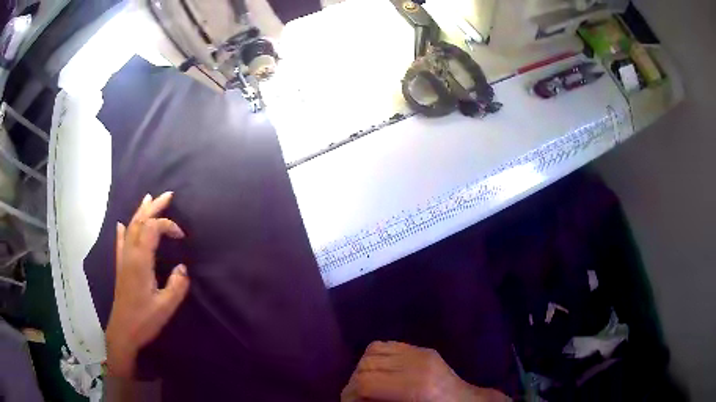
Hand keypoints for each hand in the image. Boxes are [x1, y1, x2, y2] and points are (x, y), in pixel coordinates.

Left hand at [106, 192, 189, 377]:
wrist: (123, 331)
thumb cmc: (144, 320)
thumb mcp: (166, 307)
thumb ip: (177, 286)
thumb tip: (183, 268)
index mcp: (140, 260)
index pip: (153, 229)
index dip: (168, 225)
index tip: (181, 236)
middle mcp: (130, 254)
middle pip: (140, 222)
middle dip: (154, 206)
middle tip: (168, 195)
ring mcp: (123, 260)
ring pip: (130, 228)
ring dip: (140, 212)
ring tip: (148, 199)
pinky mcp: (120, 267)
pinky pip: (120, 242)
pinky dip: (123, 230)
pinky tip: (121, 224)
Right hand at [341, 341, 509, 401]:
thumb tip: (355, 400)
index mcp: (416, 387)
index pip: (366, 382)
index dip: (350, 394)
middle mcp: (417, 364)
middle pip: (366, 364)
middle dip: (353, 383)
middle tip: (356, 398)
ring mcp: (422, 352)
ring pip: (373, 351)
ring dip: (363, 368)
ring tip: (367, 385)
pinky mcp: (424, 349)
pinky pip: (387, 345)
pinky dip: (376, 357)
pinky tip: (381, 372)